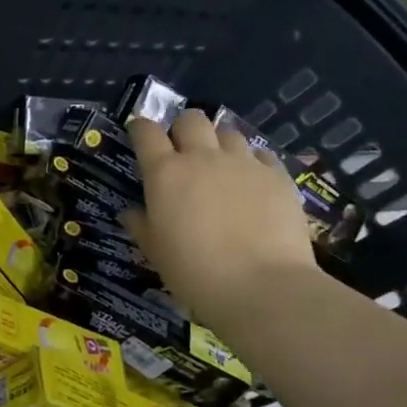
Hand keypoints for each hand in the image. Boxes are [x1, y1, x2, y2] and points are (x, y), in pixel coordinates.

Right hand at [120, 111, 314, 333]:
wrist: (262, 286)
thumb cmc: (195, 273)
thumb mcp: (156, 253)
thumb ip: (141, 226)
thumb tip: (130, 212)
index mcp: (166, 173)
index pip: (146, 132)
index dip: (140, 129)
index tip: (139, 136)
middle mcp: (203, 157)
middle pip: (190, 119)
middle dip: (183, 129)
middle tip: (183, 152)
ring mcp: (243, 163)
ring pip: (228, 132)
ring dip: (219, 143)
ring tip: (221, 166)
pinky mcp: (277, 175)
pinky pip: (262, 155)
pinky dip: (253, 162)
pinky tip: (253, 183)